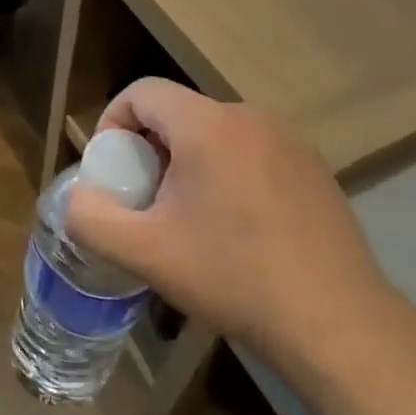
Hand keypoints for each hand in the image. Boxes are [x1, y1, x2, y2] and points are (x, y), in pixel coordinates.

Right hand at [63, 79, 413, 395]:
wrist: (335, 322)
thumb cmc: (232, 278)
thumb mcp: (144, 253)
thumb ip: (91, 217)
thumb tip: (80, 197)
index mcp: (208, 126)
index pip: (142, 92)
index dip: (113, 122)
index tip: (112, 171)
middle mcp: (251, 117)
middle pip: (178, 113)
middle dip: (150, 149)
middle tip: (146, 202)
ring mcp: (290, 141)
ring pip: (215, 133)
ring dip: (188, 163)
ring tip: (189, 218)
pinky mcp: (314, 167)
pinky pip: (251, 152)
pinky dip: (228, 173)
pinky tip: (238, 227)